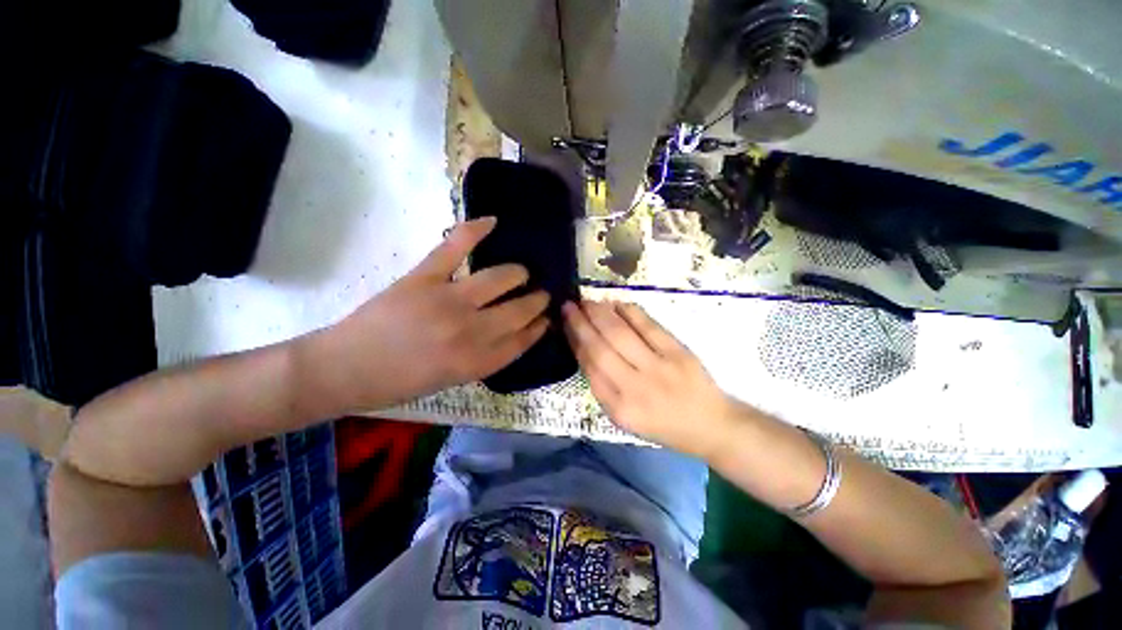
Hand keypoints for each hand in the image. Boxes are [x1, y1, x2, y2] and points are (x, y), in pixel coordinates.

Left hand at [317, 218, 548, 409]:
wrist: (345, 368)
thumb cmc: (399, 382)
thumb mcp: (452, 380)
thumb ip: (486, 358)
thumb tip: (510, 334)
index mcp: (476, 362)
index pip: (522, 340)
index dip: (538, 328)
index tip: (546, 319)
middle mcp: (470, 332)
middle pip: (518, 310)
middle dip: (537, 301)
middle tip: (541, 295)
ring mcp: (447, 300)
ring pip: (499, 278)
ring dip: (518, 273)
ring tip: (522, 273)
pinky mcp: (423, 278)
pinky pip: (455, 247)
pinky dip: (474, 230)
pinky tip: (493, 221)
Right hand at [562, 300, 734, 458]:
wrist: (710, 425)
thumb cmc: (662, 425)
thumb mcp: (625, 418)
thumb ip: (603, 387)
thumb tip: (584, 349)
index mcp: (619, 408)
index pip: (590, 368)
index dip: (575, 341)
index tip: (565, 325)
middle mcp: (634, 387)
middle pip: (600, 348)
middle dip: (581, 324)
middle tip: (569, 305)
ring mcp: (658, 367)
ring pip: (620, 334)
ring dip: (600, 314)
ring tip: (587, 301)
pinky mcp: (677, 352)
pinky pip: (647, 326)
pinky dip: (629, 312)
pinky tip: (616, 303)